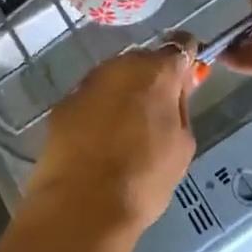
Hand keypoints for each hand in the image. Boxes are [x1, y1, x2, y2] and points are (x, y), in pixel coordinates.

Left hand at [28, 35, 198, 235]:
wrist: (81, 206)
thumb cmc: (144, 178)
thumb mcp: (183, 145)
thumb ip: (180, 107)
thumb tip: (175, 90)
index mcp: (156, 71)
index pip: (181, 45)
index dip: (187, 60)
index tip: (188, 81)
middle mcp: (120, 65)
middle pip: (144, 61)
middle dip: (153, 80)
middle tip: (157, 114)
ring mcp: (88, 83)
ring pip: (115, 79)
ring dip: (124, 94)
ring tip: (126, 131)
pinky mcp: (63, 104)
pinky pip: (91, 99)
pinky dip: (98, 112)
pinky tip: (98, 142)